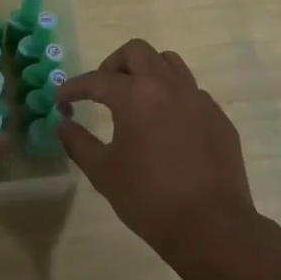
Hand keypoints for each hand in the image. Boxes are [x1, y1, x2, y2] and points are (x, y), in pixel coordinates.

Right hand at [57, 40, 267, 279]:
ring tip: (135, 99)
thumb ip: (78, 143)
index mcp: (135, 95)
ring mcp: (198, 99)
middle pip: (137, 52)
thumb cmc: (149, 199)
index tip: (61, 99)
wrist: (212, 227)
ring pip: (169, 63)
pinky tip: (166, 125)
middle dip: (113, 65)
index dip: (74, 87)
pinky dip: (172, 96)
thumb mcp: (103, 173)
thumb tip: (63, 125)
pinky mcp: (218, 117)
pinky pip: (191, 91)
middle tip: (102, 90)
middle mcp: (168, 86)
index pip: (97, 79)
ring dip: (147, 71)